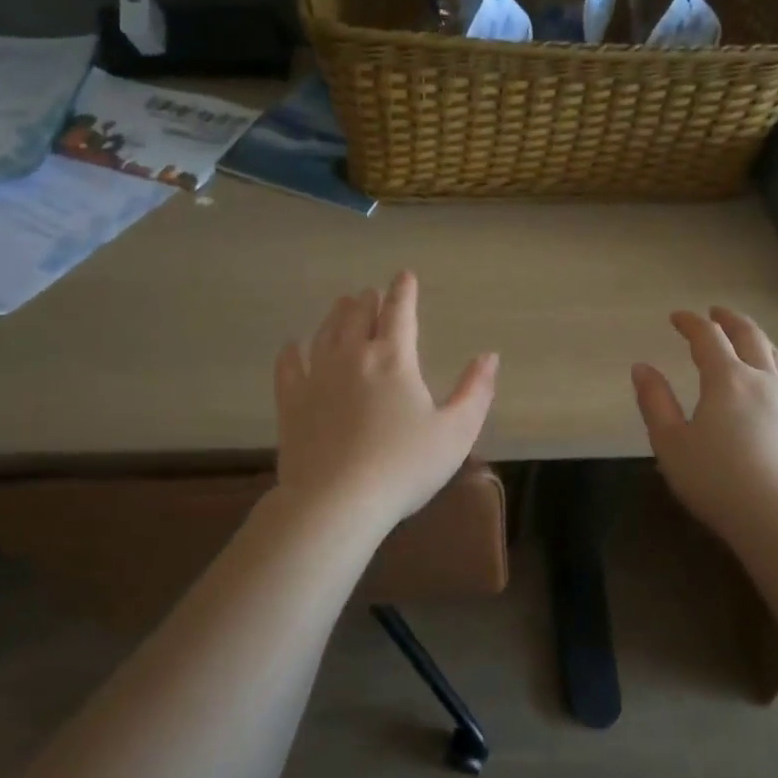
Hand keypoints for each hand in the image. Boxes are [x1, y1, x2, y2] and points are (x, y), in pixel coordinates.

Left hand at [273, 272, 498, 535]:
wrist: (336, 501)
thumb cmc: (404, 467)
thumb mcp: (456, 432)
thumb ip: (475, 391)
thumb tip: (489, 356)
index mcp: (394, 359)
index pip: (400, 312)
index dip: (404, 291)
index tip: (404, 275)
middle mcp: (353, 357)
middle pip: (358, 316)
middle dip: (368, 300)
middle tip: (370, 293)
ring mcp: (317, 377)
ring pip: (325, 333)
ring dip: (336, 316)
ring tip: (341, 305)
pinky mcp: (291, 402)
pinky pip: (288, 366)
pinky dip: (292, 351)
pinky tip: (292, 346)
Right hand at [631, 307, 777, 548]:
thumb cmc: (717, 481)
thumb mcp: (671, 444)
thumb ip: (655, 402)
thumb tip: (641, 368)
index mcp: (727, 379)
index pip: (708, 337)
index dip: (691, 322)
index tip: (677, 317)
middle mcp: (762, 381)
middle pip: (749, 337)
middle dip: (730, 320)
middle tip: (716, 312)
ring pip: (775, 356)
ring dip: (757, 338)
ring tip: (746, 338)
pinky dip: (773, 365)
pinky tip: (769, 382)